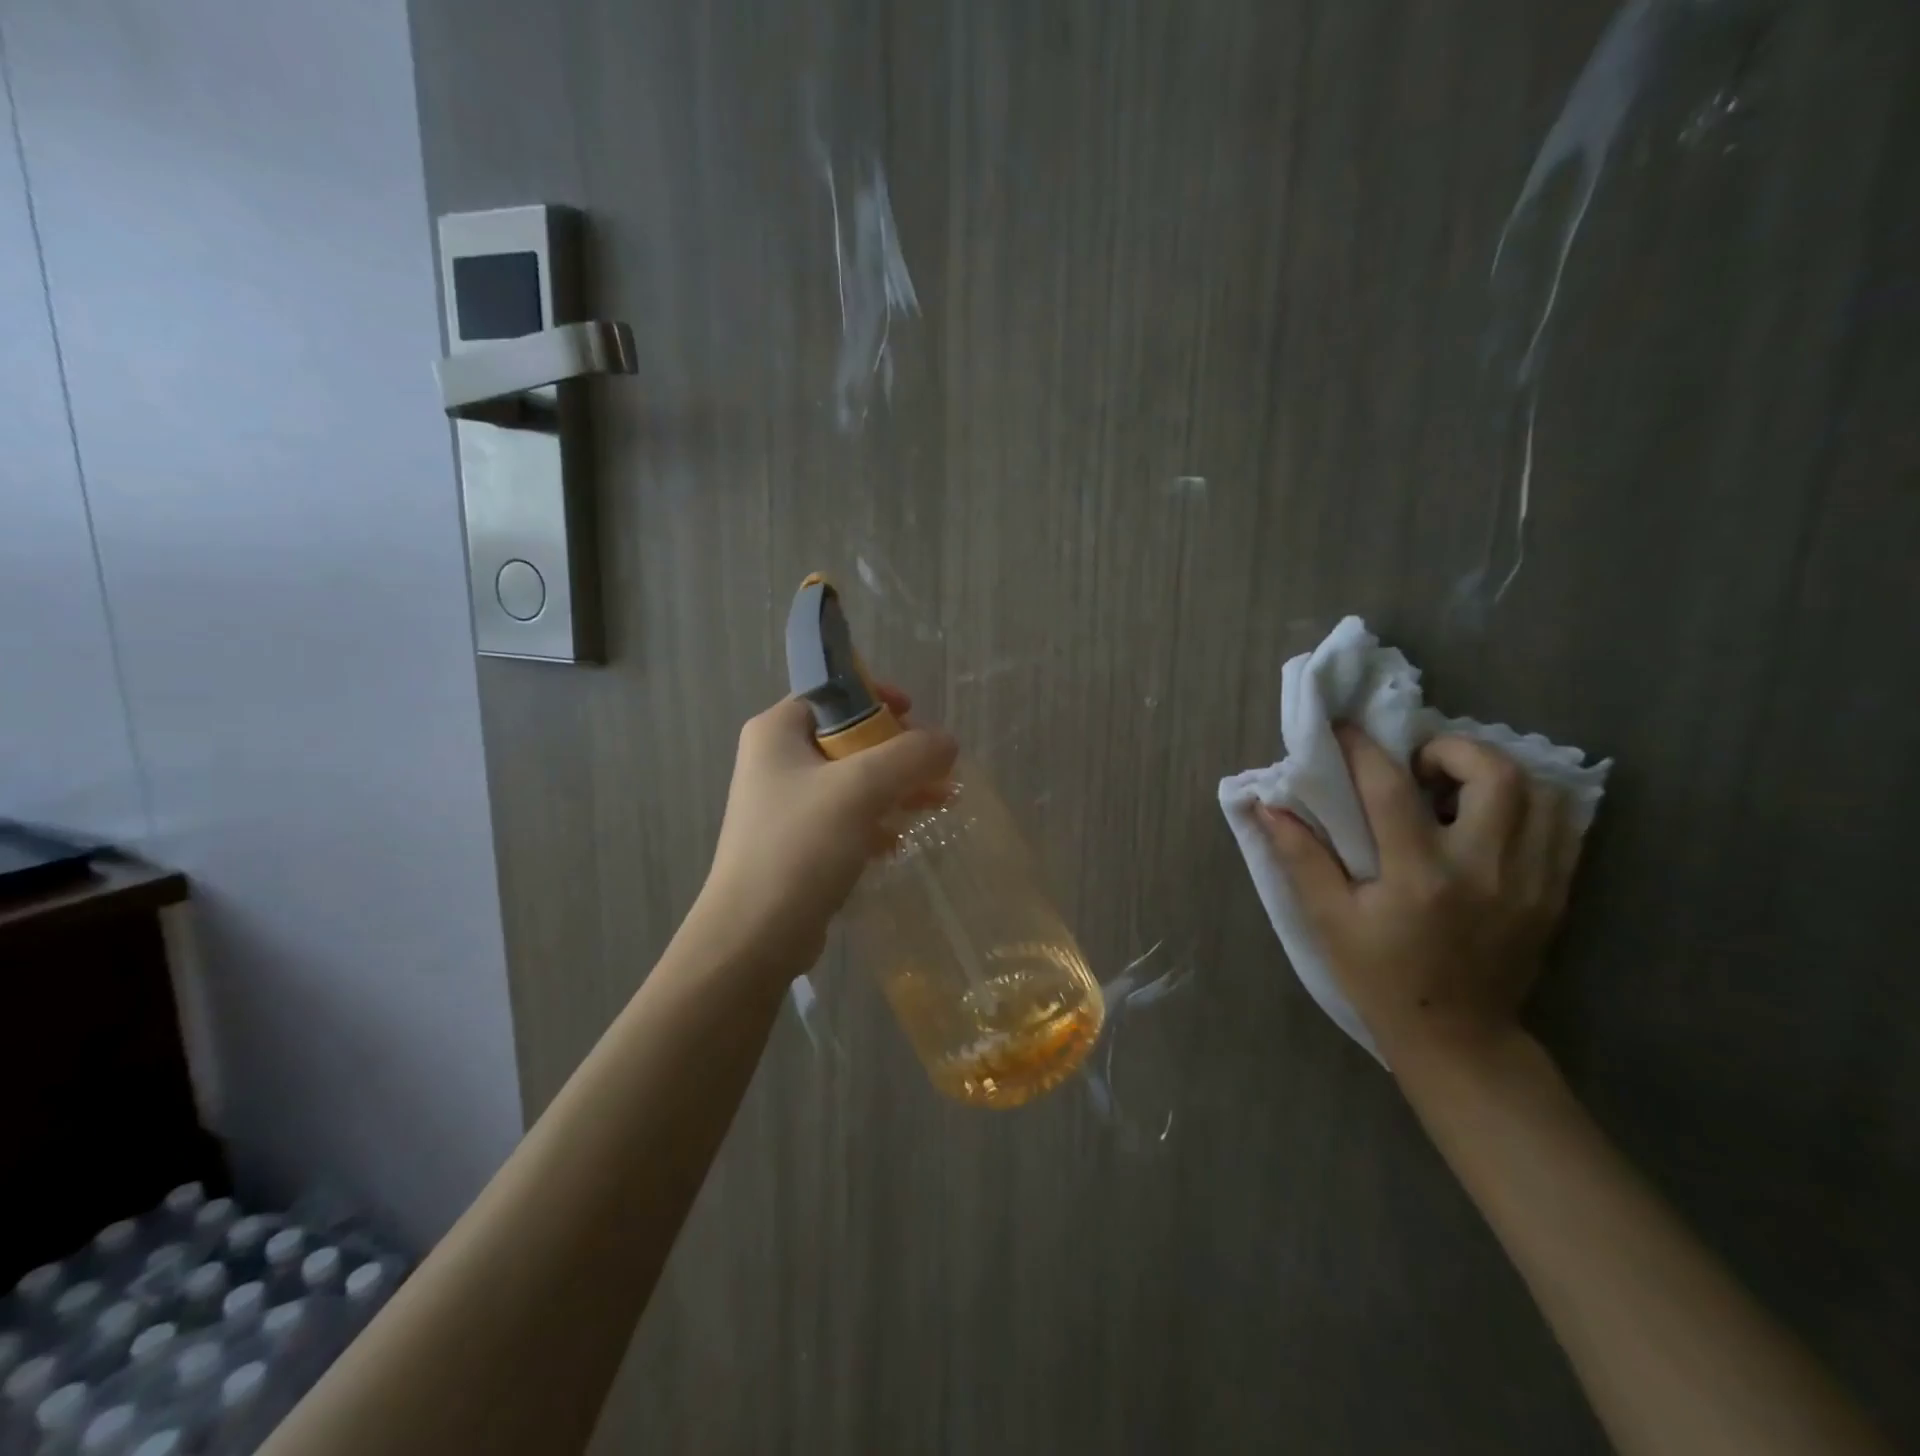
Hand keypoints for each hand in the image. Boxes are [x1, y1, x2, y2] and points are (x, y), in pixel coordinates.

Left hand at [690, 685, 957, 979]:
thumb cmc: (802, 846)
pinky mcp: (795, 843)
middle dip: (897, 752)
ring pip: (852, 781)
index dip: (876, 698)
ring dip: (895, 788)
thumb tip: (947, 741)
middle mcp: (776, 760)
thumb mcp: (861, 788)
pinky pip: (844, 818)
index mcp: (777, 731)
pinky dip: (874, 822)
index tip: (914, 715)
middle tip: (936, 768)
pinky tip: (897, 842)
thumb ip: (910, 756)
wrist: (754, 936)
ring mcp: (784, 804)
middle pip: (848, 737)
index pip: (832, 692)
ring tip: (939, 803)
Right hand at [1257, 728, 1581, 1066]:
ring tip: (1452, 789)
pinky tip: (1488, 816)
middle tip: (1415, 766)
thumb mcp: (1329, 921)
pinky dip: (1526, 802)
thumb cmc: (1381, 978)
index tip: (1342, 729)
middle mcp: (1484, 869)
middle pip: (1493, 773)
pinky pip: (1561, 824)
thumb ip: (1301, 858)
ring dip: (1492, 772)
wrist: (1458, 1037)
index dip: (1361, 749)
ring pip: (1539, 791)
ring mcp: (1530, 880)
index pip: (1390, 789)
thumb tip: (1267, 806)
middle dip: (1449, 749)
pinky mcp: (1554, 892)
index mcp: (1420, 876)